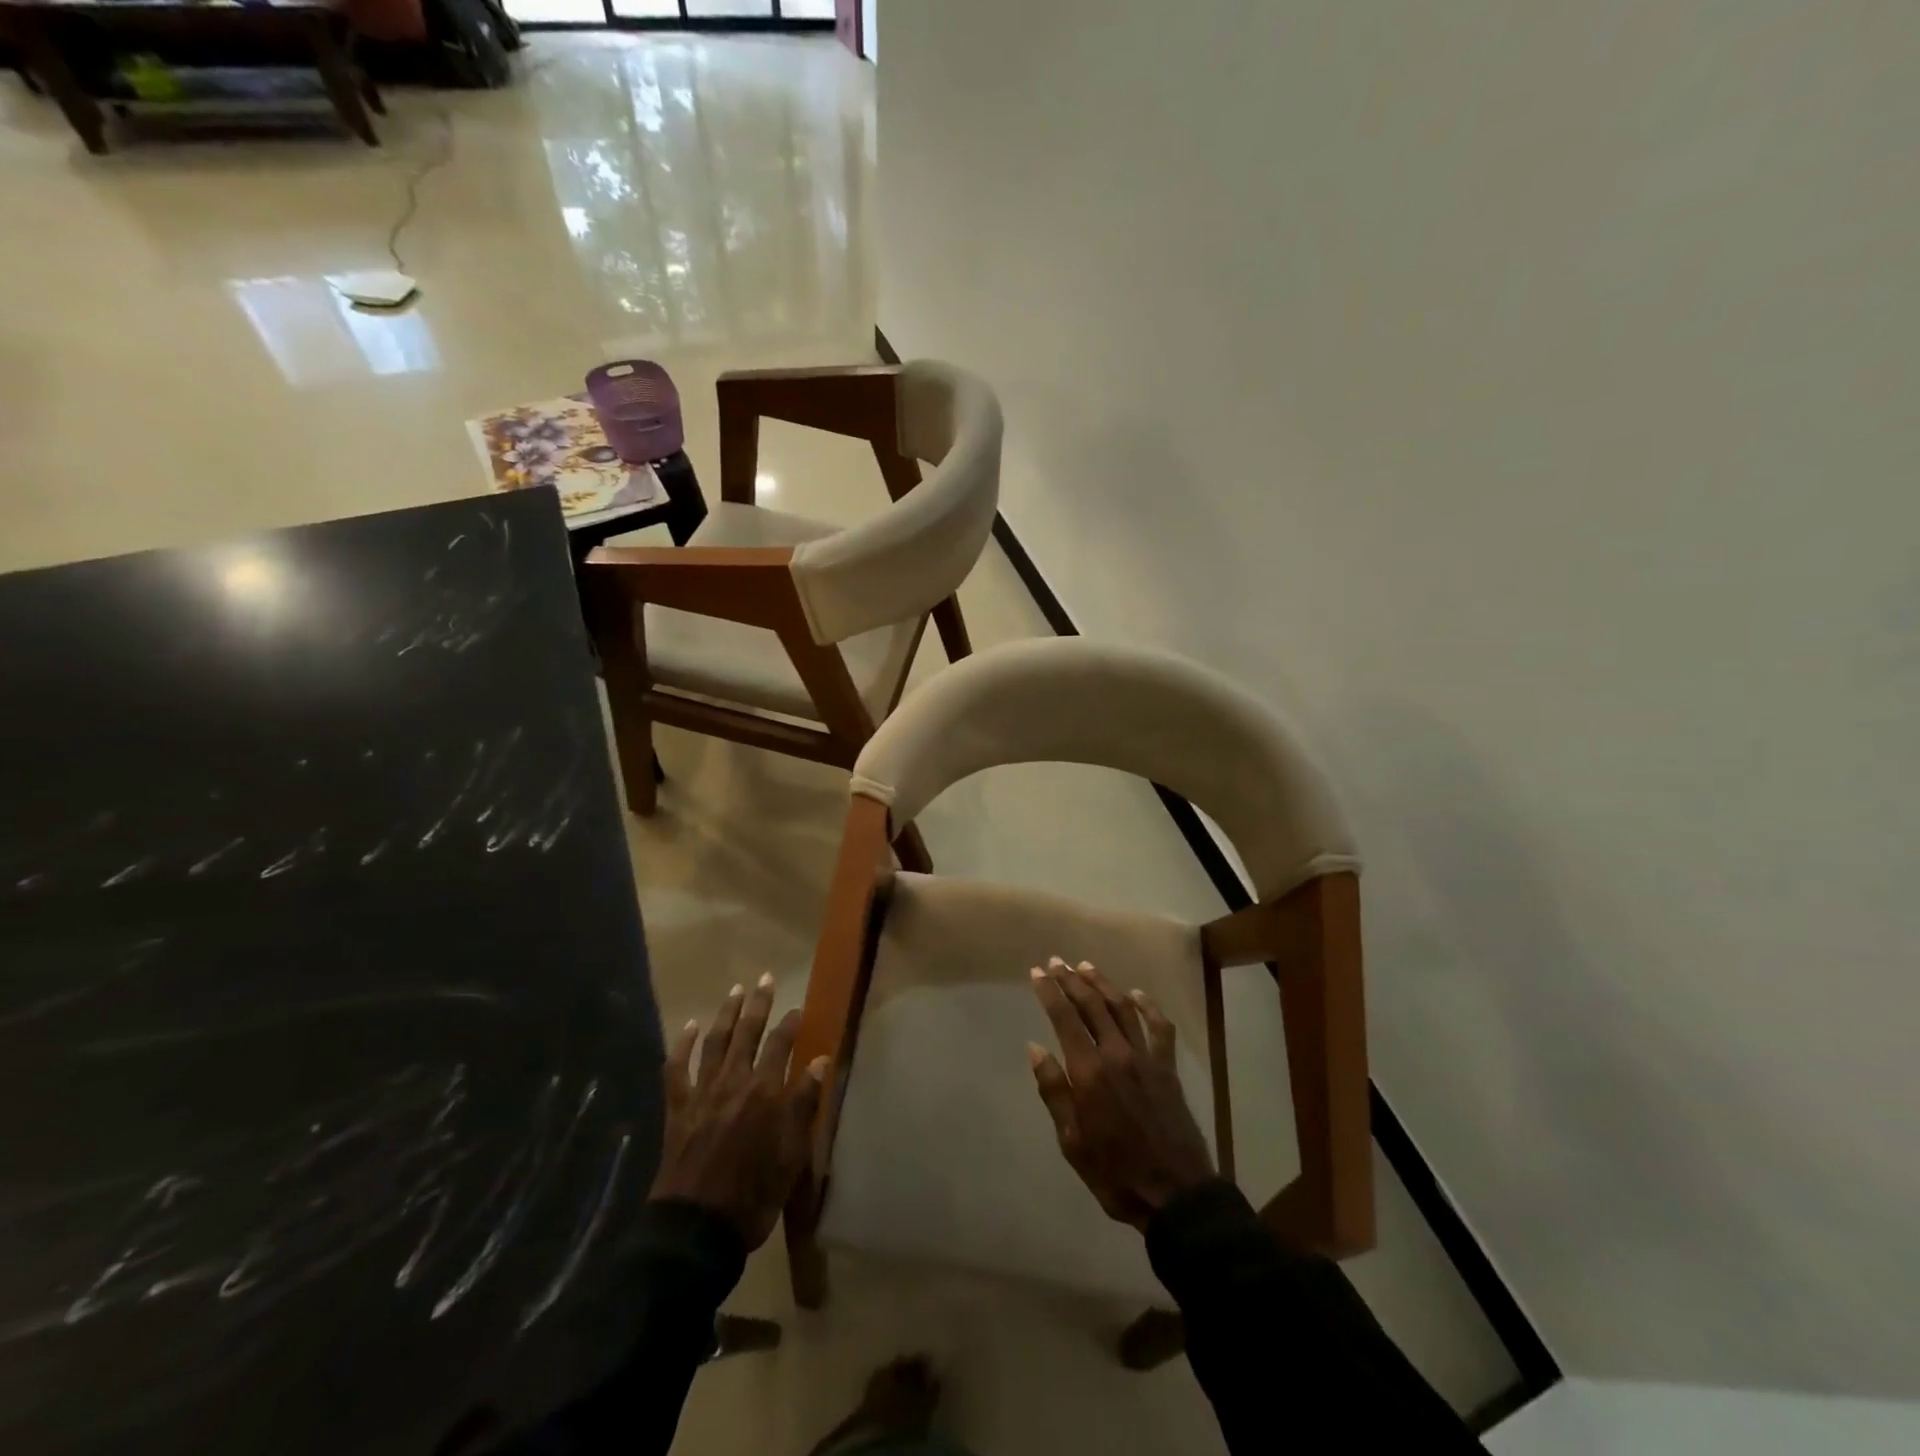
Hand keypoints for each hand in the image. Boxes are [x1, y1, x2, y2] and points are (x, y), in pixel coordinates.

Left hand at [649, 974, 825, 1249]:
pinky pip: (677, 1068)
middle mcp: (735, 1081)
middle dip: (759, 1004)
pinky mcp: (678, 1107)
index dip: (791, 1024)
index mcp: (766, 1091)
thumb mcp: (793, 1155)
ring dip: (726, 1014)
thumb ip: (805, 1103)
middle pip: (748, 1032)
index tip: (798, 1009)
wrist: (697, 1229)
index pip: (782, 1044)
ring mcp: (703, 1092)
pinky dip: (684, 1044)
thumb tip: (821, 1061)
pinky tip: (691, 1026)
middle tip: (765, 979)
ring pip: (716, 1042)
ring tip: (735, 991)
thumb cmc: (754, 1195)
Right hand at [1027, 957, 1214, 1228]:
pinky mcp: (1168, 1067)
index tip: (1037, 973)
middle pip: (1092, 1004)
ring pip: (1122, 1007)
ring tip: (1086, 967)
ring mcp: (1146, 1057)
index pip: (1064, 1018)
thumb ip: (1054, 1091)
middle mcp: (1117, 1053)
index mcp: (1089, 1071)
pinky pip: (1159, 1027)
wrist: (1176, 1194)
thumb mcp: (1072, 1141)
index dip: (1049, 992)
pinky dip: (1148, 1006)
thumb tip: (1035, 1049)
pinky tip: (1137, 995)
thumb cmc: (1114, 1172)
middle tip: (1056, 962)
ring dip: (1103, 983)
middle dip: (1071, 980)